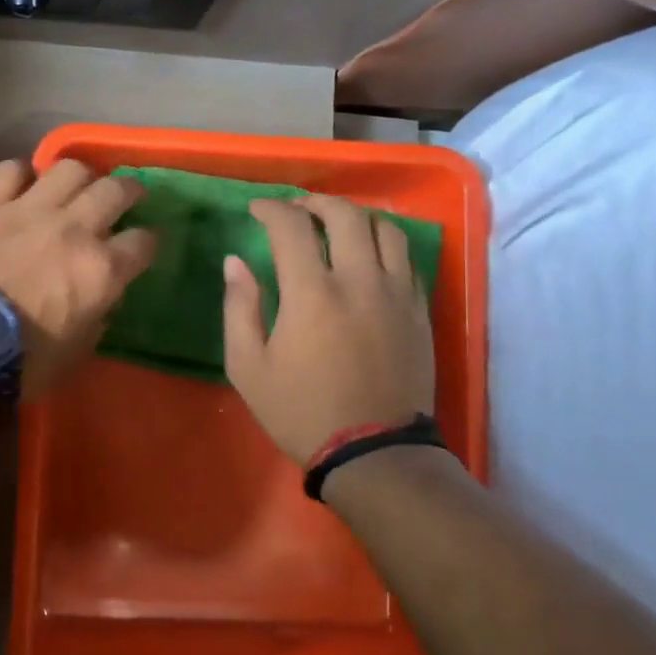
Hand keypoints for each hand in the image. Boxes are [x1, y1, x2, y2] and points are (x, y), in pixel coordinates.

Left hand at [0, 159, 157, 397]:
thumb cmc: (25, 361)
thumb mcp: (79, 349)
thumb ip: (99, 312)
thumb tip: (102, 293)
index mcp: (101, 270)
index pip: (144, 241)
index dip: (148, 243)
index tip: (143, 246)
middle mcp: (73, 229)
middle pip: (115, 190)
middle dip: (129, 192)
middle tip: (125, 199)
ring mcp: (28, 211)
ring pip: (69, 168)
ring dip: (80, 177)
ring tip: (76, 187)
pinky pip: (9, 170)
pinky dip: (20, 174)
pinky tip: (22, 186)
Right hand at [223, 195, 433, 464]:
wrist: (374, 452)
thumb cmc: (300, 411)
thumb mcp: (248, 366)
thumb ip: (239, 307)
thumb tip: (235, 262)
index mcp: (312, 293)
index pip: (292, 226)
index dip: (270, 209)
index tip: (256, 210)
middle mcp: (359, 281)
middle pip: (344, 215)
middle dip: (314, 202)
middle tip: (295, 210)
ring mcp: (396, 294)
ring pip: (386, 229)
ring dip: (355, 216)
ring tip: (335, 224)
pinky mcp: (419, 311)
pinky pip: (408, 258)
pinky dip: (384, 243)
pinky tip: (368, 255)